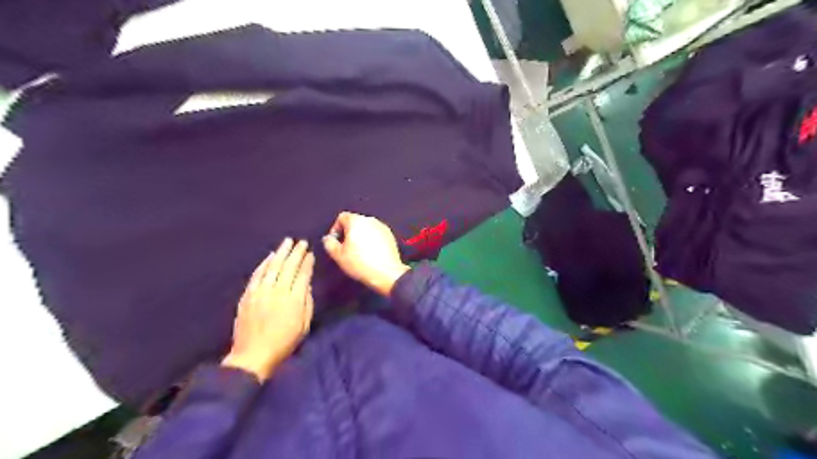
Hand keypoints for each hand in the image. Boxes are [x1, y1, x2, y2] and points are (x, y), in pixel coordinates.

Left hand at [222, 238, 312, 380]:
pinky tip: (270, 256)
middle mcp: (278, 291)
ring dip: (281, 252)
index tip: (311, 253)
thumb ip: (307, 303)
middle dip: (296, 252)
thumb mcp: (304, 326)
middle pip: (289, 267)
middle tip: (302, 242)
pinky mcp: (248, 295)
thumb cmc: (284, 343)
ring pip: (272, 266)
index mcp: (294, 300)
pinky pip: (257, 274)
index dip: (307, 263)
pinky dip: (264, 263)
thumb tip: (306, 285)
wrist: (253, 355)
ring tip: (287, 242)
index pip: (303, 275)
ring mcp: (261, 292)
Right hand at [320, 212, 408, 295]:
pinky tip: (370, 253)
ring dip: (360, 236)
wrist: (387, 273)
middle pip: (355, 221)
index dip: (335, 228)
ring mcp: (382, 227)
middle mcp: (370, 220)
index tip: (335, 241)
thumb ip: (329, 243)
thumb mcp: (338, 255)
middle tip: (345, 248)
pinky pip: (376, 234)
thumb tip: (328, 238)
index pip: (342, 217)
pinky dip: (371, 240)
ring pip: (366, 228)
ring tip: (358, 252)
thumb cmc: (361, 263)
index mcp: (356, 221)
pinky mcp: (390, 235)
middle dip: (348, 233)